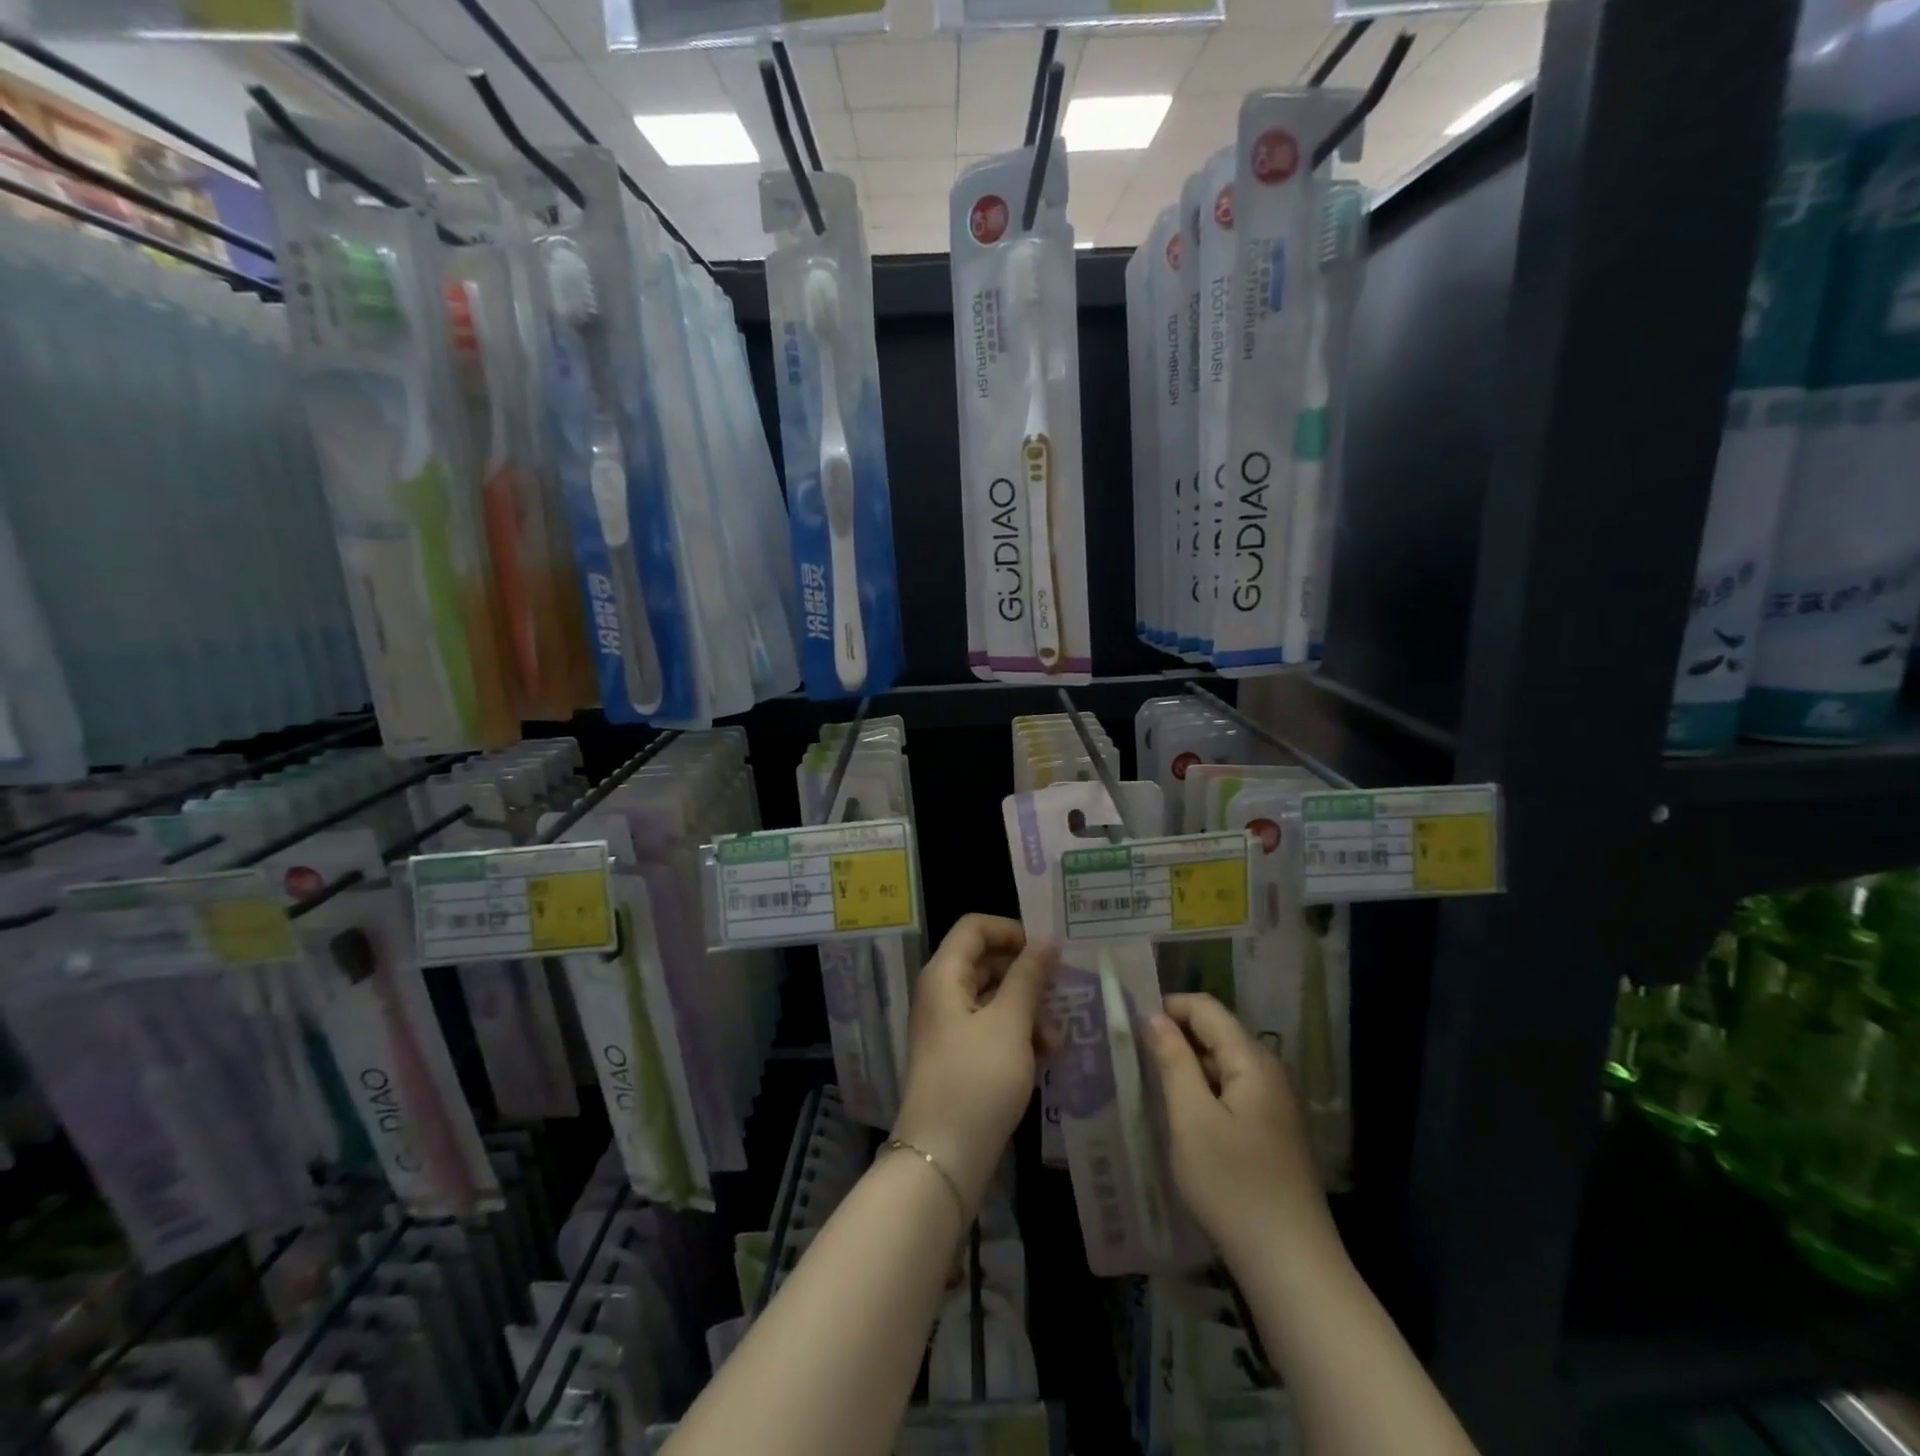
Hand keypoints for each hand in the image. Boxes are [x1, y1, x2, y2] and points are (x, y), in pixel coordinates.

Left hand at [893, 914, 1056, 1214]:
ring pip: (992, 998)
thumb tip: (1045, 941)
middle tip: (1063, 993)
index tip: (1047, 951)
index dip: (1011, 931)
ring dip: (1027, 1010)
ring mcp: (948, 1027)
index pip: (974, 927)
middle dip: (1026, 976)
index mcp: (944, 975)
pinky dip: (1017, 1034)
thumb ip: (1028, 977)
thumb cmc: (977, 1080)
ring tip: (1055, 1039)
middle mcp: (941, 994)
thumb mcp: (1009, 1023)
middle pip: (986, 961)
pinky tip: (1044, 1056)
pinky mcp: (959, 1057)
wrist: (943, 1158)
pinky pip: (991, 1028)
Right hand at [1147, 993, 1333, 1265]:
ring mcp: (1273, 1104)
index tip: (1129, 1022)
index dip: (1167, 1006)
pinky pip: (1230, 1092)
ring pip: (1221, 1064)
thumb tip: (1155, 1017)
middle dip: (1174, 1036)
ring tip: (1148, 1080)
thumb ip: (1173, 1061)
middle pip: (1216, 1033)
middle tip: (1131, 1052)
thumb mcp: (1191, 1119)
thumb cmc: (1234, 1186)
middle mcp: (1268, 1072)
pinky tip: (1180, 1115)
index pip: (1206, 1009)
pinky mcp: (1271, 1132)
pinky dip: (1202, 1092)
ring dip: (1186, 1065)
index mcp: (1252, 1061)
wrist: (1292, 1266)